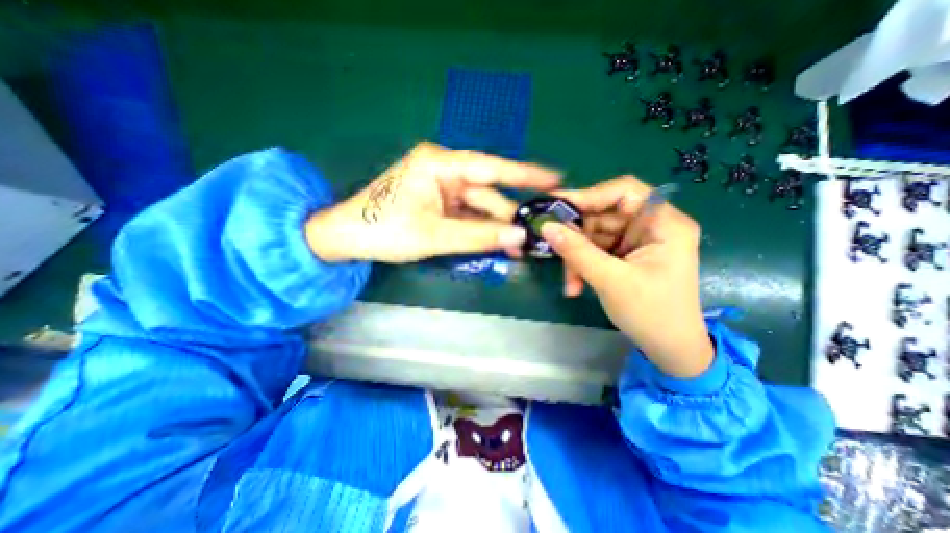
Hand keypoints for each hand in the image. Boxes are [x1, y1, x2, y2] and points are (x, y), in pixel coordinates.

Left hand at [304, 143, 558, 264]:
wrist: (348, 238)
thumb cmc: (384, 231)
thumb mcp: (434, 235)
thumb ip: (478, 235)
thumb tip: (519, 236)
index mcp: (439, 164)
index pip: (490, 167)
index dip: (524, 175)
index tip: (555, 178)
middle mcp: (444, 170)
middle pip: (486, 193)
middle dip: (508, 216)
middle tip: (534, 235)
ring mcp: (441, 188)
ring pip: (478, 207)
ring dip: (496, 227)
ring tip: (519, 248)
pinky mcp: (438, 203)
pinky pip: (467, 215)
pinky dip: (481, 230)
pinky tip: (498, 244)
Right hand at [542, 176, 711, 377]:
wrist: (668, 348)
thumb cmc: (651, 314)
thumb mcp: (611, 280)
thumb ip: (577, 251)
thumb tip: (546, 226)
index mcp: (663, 223)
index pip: (624, 191)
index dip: (589, 195)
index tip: (556, 206)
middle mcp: (649, 226)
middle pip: (603, 215)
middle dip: (577, 237)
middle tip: (552, 248)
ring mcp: (635, 241)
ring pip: (593, 235)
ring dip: (576, 257)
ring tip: (569, 281)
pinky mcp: (623, 255)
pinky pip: (594, 250)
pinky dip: (581, 265)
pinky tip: (575, 284)